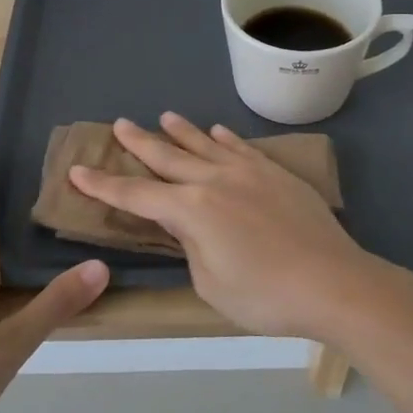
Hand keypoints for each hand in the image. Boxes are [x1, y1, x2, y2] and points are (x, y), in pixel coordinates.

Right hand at [68, 114, 396, 340]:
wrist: (334, 283)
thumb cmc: (265, 295)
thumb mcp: (211, 284)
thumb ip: (192, 248)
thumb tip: (192, 228)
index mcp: (191, 210)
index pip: (136, 194)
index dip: (103, 185)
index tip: (78, 170)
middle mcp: (214, 181)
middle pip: (168, 157)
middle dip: (140, 143)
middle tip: (119, 125)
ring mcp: (248, 173)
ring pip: (206, 145)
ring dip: (182, 132)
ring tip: (165, 116)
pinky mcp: (276, 175)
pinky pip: (243, 149)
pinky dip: (226, 139)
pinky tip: (219, 132)